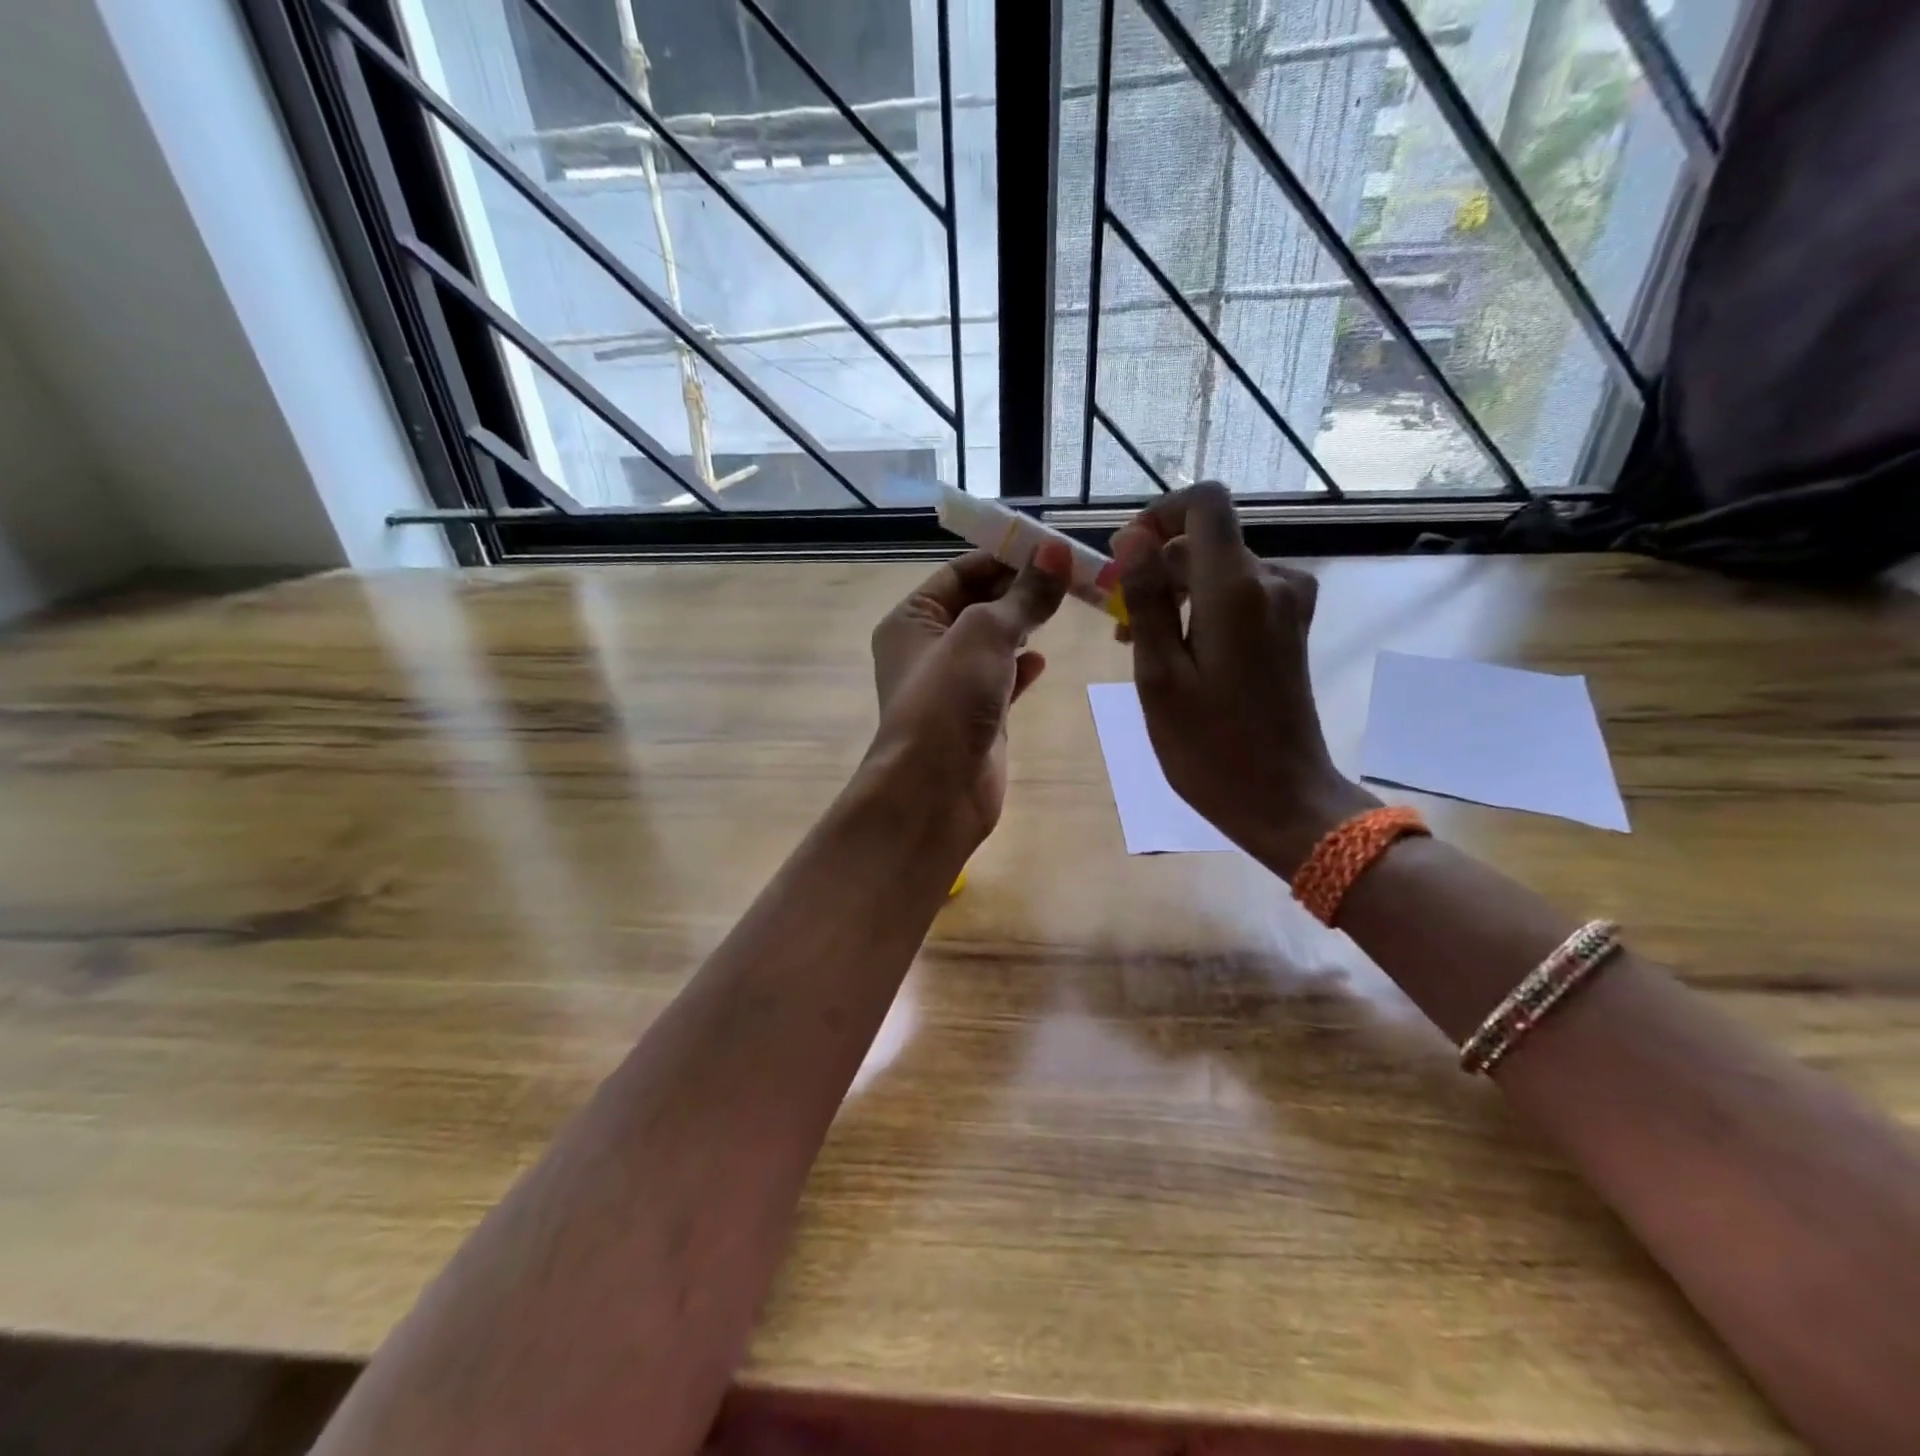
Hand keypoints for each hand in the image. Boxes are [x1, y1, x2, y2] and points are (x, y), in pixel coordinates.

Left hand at [865, 544, 1069, 849]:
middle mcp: (926, 648)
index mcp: (911, 619)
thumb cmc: (948, 700)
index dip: (1003, 556)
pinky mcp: (975, 717)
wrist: (935, 791)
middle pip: (978, 605)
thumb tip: (1056, 551)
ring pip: (992, 643)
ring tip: (1066, 606)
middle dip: (1020, 589)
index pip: (959, 573)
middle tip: (1071, 574)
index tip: (1051, 547)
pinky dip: (1022, 667)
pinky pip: (1002, 680)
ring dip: (1024, 625)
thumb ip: (1023, 595)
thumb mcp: (985, 634)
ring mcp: (951, 686)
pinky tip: (1044, 660)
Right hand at [1113, 482, 1375, 874]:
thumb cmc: (1209, 747)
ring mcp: (1287, 606)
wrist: (1283, 799)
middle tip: (1115, 619)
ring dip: (1175, 591)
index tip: (1124, 554)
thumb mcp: (1159, 675)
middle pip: (1206, 539)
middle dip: (1156, 565)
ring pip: (1220, 569)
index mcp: (1236, 588)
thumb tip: (1131, 538)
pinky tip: (1177, 651)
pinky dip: (1202, 608)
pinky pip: (1239, 595)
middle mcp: (1272, 582)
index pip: (1204, 502)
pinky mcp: (1290, 628)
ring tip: (1136, 644)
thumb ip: (1146, 600)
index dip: (1159, 513)